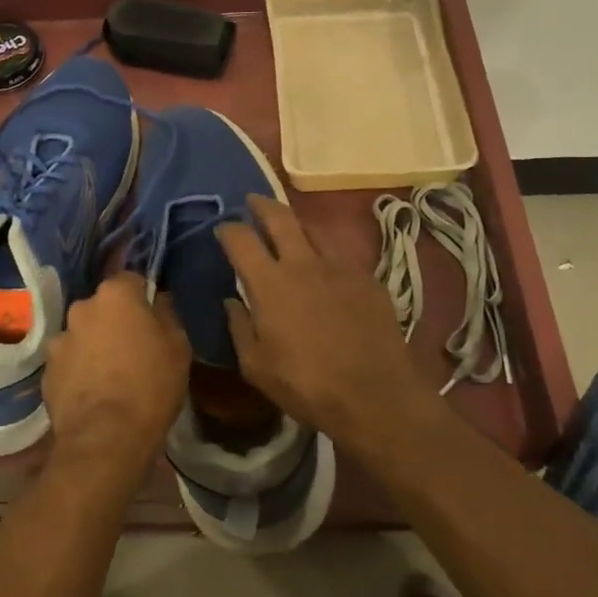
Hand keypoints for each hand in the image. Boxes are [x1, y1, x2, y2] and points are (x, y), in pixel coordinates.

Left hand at [43, 272, 190, 478]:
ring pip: (83, 333)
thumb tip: (158, 299)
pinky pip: (69, 361)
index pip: (130, 279)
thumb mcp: (178, 346)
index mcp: (115, 295)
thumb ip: (167, 314)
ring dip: (94, 344)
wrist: (106, 439)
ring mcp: (60, 339)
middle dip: (116, 320)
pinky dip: (79, 369)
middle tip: (133, 347)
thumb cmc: (151, 385)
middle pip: (103, 306)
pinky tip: (93, 392)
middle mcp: (82, 307)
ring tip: (111, 374)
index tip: (152, 318)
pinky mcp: (46, 370)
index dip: (142, 297)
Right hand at [217, 195, 438, 457]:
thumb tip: (231, 301)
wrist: (375, 395)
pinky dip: (325, 252)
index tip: (222, 228)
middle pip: (280, 217)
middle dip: (262, 204)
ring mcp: (339, 266)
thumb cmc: (307, 385)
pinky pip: (340, 253)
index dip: (228, 228)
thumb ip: (239, 327)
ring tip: (289, 229)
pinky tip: (325, 266)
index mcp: (270, 282)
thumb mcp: (256, 366)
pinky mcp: (367, 278)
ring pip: (313, 229)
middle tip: (253, 202)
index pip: (241, 239)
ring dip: (296, 224)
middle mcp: (303, 263)